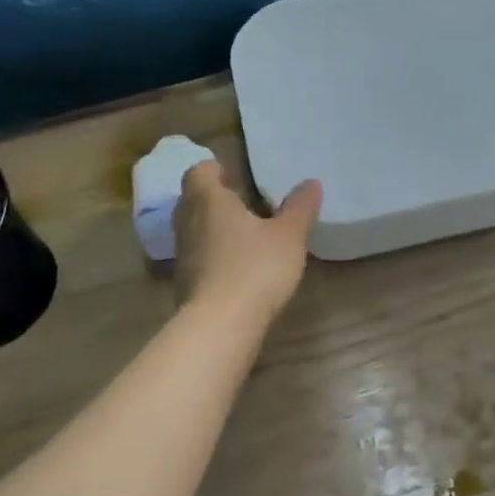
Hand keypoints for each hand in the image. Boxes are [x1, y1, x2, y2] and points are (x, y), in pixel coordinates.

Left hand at [174, 161, 321, 320]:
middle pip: (191, 200)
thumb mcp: (288, 236)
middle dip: (212, 198)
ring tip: (242, 234)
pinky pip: (197, 258)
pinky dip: (212, 256)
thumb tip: (311, 182)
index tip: (232, 174)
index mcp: (209, 200)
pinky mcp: (185, 285)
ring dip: (212, 228)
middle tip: (241, 202)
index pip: (198, 172)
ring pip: (192, 230)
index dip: (214, 170)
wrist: (220, 326)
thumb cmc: (255, 267)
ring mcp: (183, 256)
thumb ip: (299, 208)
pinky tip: (236, 267)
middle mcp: (188, 223)